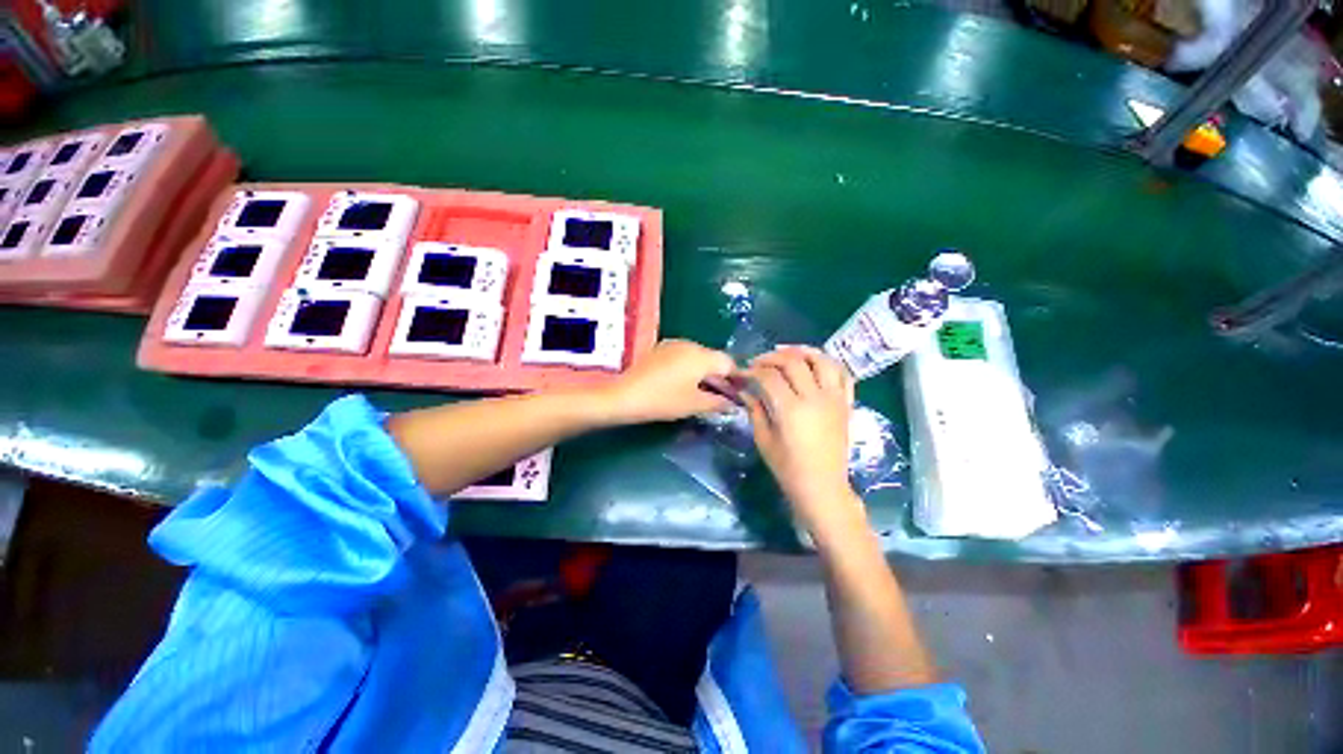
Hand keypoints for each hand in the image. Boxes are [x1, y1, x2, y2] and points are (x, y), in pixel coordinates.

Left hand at [601, 339, 735, 423]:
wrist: (625, 395)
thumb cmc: (664, 400)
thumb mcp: (695, 404)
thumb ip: (718, 403)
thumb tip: (733, 404)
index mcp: (702, 355)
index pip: (729, 363)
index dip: (737, 379)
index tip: (739, 394)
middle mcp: (690, 344)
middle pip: (713, 359)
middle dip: (720, 377)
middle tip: (724, 397)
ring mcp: (673, 344)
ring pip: (698, 357)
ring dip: (705, 373)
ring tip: (704, 393)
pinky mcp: (660, 349)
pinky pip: (683, 357)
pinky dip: (690, 369)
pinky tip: (685, 384)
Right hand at [740, 346, 863, 534]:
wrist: (822, 486)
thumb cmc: (788, 467)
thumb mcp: (763, 439)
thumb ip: (754, 409)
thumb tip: (744, 389)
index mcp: (791, 409)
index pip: (769, 376)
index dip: (752, 371)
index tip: (741, 373)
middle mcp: (815, 398)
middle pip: (793, 362)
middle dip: (772, 357)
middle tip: (759, 362)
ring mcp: (835, 399)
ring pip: (822, 360)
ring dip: (802, 351)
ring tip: (787, 353)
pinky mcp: (846, 404)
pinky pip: (843, 375)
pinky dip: (829, 363)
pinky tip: (815, 364)